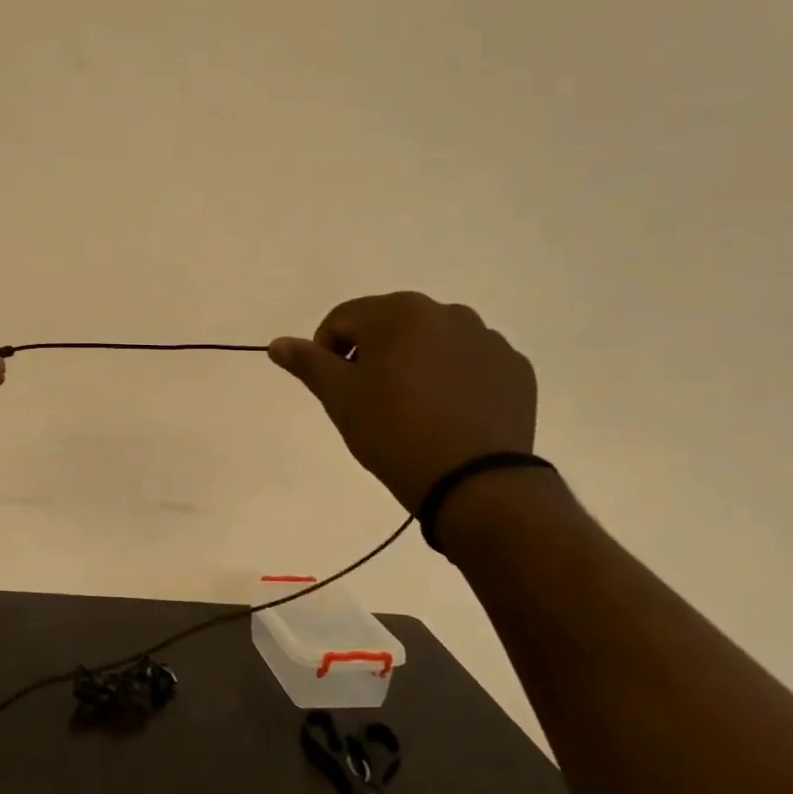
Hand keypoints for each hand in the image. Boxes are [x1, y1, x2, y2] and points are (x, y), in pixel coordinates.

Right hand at [269, 292, 537, 512]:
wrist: (474, 481)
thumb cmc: (394, 431)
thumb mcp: (340, 398)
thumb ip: (308, 363)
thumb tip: (277, 342)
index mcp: (399, 312)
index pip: (344, 318)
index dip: (327, 351)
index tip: (332, 388)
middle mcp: (447, 313)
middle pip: (391, 325)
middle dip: (373, 355)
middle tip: (368, 400)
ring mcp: (488, 339)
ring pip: (433, 343)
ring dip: (414, 364)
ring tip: (412, 409)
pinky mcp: (515, 369)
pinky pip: (470, 364)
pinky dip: (453, 380)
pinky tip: (448, 415)